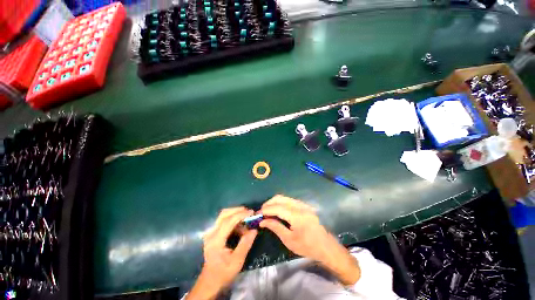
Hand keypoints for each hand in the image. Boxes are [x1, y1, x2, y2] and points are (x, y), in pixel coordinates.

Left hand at [186, 207, 257, 299]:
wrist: (210, 281)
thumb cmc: (223, 272)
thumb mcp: (237, 261)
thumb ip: (246, 244)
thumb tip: (254, 229)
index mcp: (216, 240)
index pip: (228, 221)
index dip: (241, 215)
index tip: (252, 212)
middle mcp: (211, 233)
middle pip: (224, 214)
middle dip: (238, 210)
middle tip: (249, 213)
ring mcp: (211, 232)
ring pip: (223, 215)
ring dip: (235, 214)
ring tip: (246, 220)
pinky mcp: (213, 233)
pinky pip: (223, 220)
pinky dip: (233, 220)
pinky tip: (240, 227)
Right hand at [259, 195, 360, 285]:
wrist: (326, 246)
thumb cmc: (307, 246)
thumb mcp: (289, 240)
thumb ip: (276, 227)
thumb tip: (263, 221)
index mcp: (297, 216)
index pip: (277, 207)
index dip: (266, 209)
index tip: (258, 214)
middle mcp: (300, 206)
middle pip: (280, 198)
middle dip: (269, 203)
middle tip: (262, 212)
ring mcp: (303, 204)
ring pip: (284, 198)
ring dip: (274, 202)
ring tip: (267, 211)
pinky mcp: (304, 205)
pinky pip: (289, 200)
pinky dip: (281, 203)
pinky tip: (277, 210)